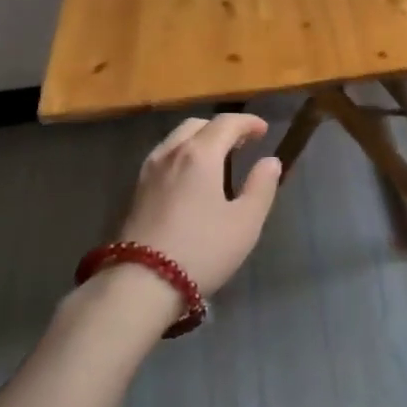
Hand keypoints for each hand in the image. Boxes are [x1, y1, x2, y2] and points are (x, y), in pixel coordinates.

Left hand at [116, 113, 281, 296]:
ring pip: (176, 140)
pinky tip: (190, 180)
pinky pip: (164, 158)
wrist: (141, 284)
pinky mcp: (136, 191)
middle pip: (197, 125)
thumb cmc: (202, 250)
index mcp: (200, 154)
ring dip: (199, 140)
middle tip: (241, 143)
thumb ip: (262, 186)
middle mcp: (171, 153)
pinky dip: (182, 156)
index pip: (226, 123)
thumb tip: (270, 162)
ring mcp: (149, 171)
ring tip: (217, 160)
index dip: (248, 122)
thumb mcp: (245, 222)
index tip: (263, 131)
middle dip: (221, 128)